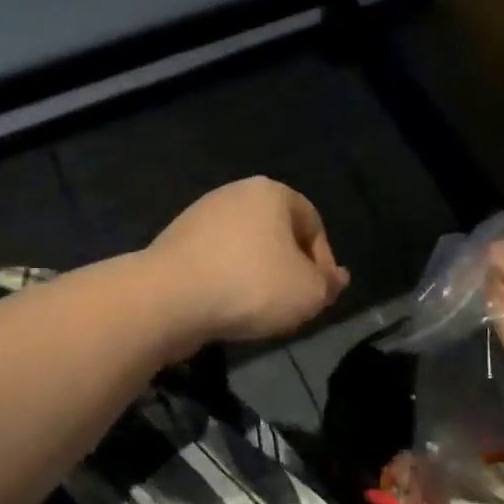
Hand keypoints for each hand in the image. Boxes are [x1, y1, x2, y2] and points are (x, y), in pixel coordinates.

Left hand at [150, 177, 349, 344]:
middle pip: (278, 234)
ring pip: (246, 249)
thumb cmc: (251, 286)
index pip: (313, 223)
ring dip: (258, 277)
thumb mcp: (309, 292)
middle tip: (293, 304)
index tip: (320, 295)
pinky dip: (228, 281)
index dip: (324, 262)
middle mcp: (235, 193)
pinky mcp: (175, 242)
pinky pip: (216, 261)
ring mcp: (200, 215)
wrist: (168, 299)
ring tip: (260, 310)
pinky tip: (227, 307)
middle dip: (290, 269)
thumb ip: (328, 284)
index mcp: (271, 192)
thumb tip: (335, 279)